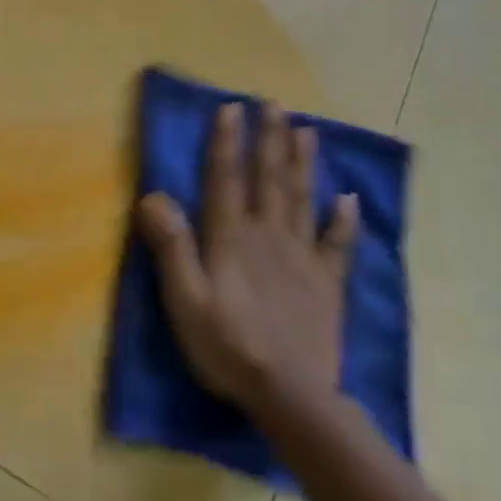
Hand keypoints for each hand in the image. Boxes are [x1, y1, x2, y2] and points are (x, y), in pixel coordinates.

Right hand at [135, 100, 357, 418]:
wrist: (291, 396)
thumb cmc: (227, 345)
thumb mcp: (184, 299)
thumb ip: (172, 247)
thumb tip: (153, 196)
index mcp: (232, 239)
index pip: (226, 179)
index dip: (226, 142)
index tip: (230, 108)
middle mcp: (269, 237)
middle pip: (269, 180)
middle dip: (269, 139)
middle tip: (274, 104)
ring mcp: (303, 259)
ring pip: (302, 200)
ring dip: (302, 163)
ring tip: (306, 130)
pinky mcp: (327, 284)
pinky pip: (338, 244)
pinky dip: (343, 220)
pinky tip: (347, 198)